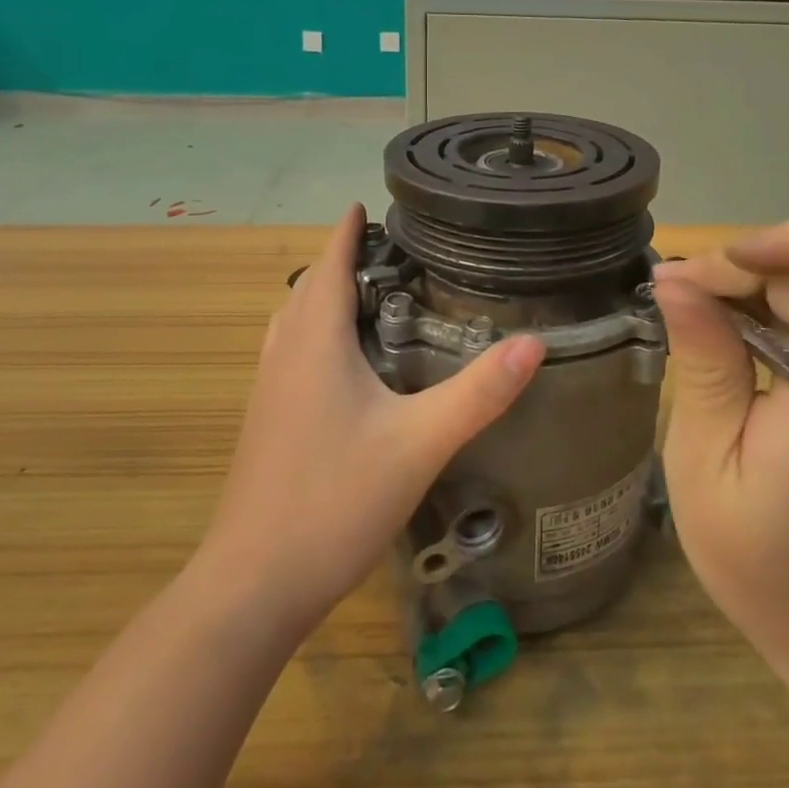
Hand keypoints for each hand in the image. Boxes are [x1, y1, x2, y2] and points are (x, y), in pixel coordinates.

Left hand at [203, 206, 545, 636]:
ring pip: (294, 322)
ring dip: (323, 296)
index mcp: (315, 343)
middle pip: (309, 289)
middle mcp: (285, 355)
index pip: (330, 265)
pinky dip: (314, 333)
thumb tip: (534, 342)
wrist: (254, 583)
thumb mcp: (420, 443)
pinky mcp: (266, 422)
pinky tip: (342, 363)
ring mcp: (269, 391)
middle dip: (340, 260)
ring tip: (366, 293)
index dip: (347, 231)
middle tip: (387, 249)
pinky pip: (290, 353)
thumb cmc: (335, 500)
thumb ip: (478, 392)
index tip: (366, 204)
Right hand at [654, 220, 788, 661]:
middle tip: (677, 291)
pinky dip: (766, 310)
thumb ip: (704, 368)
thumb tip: (675, 280)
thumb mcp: (707, 465)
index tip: (732, 260)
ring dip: (753, 284)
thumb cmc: (767, 563)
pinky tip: (720, 337)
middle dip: (750, 264)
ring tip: (688, 309)